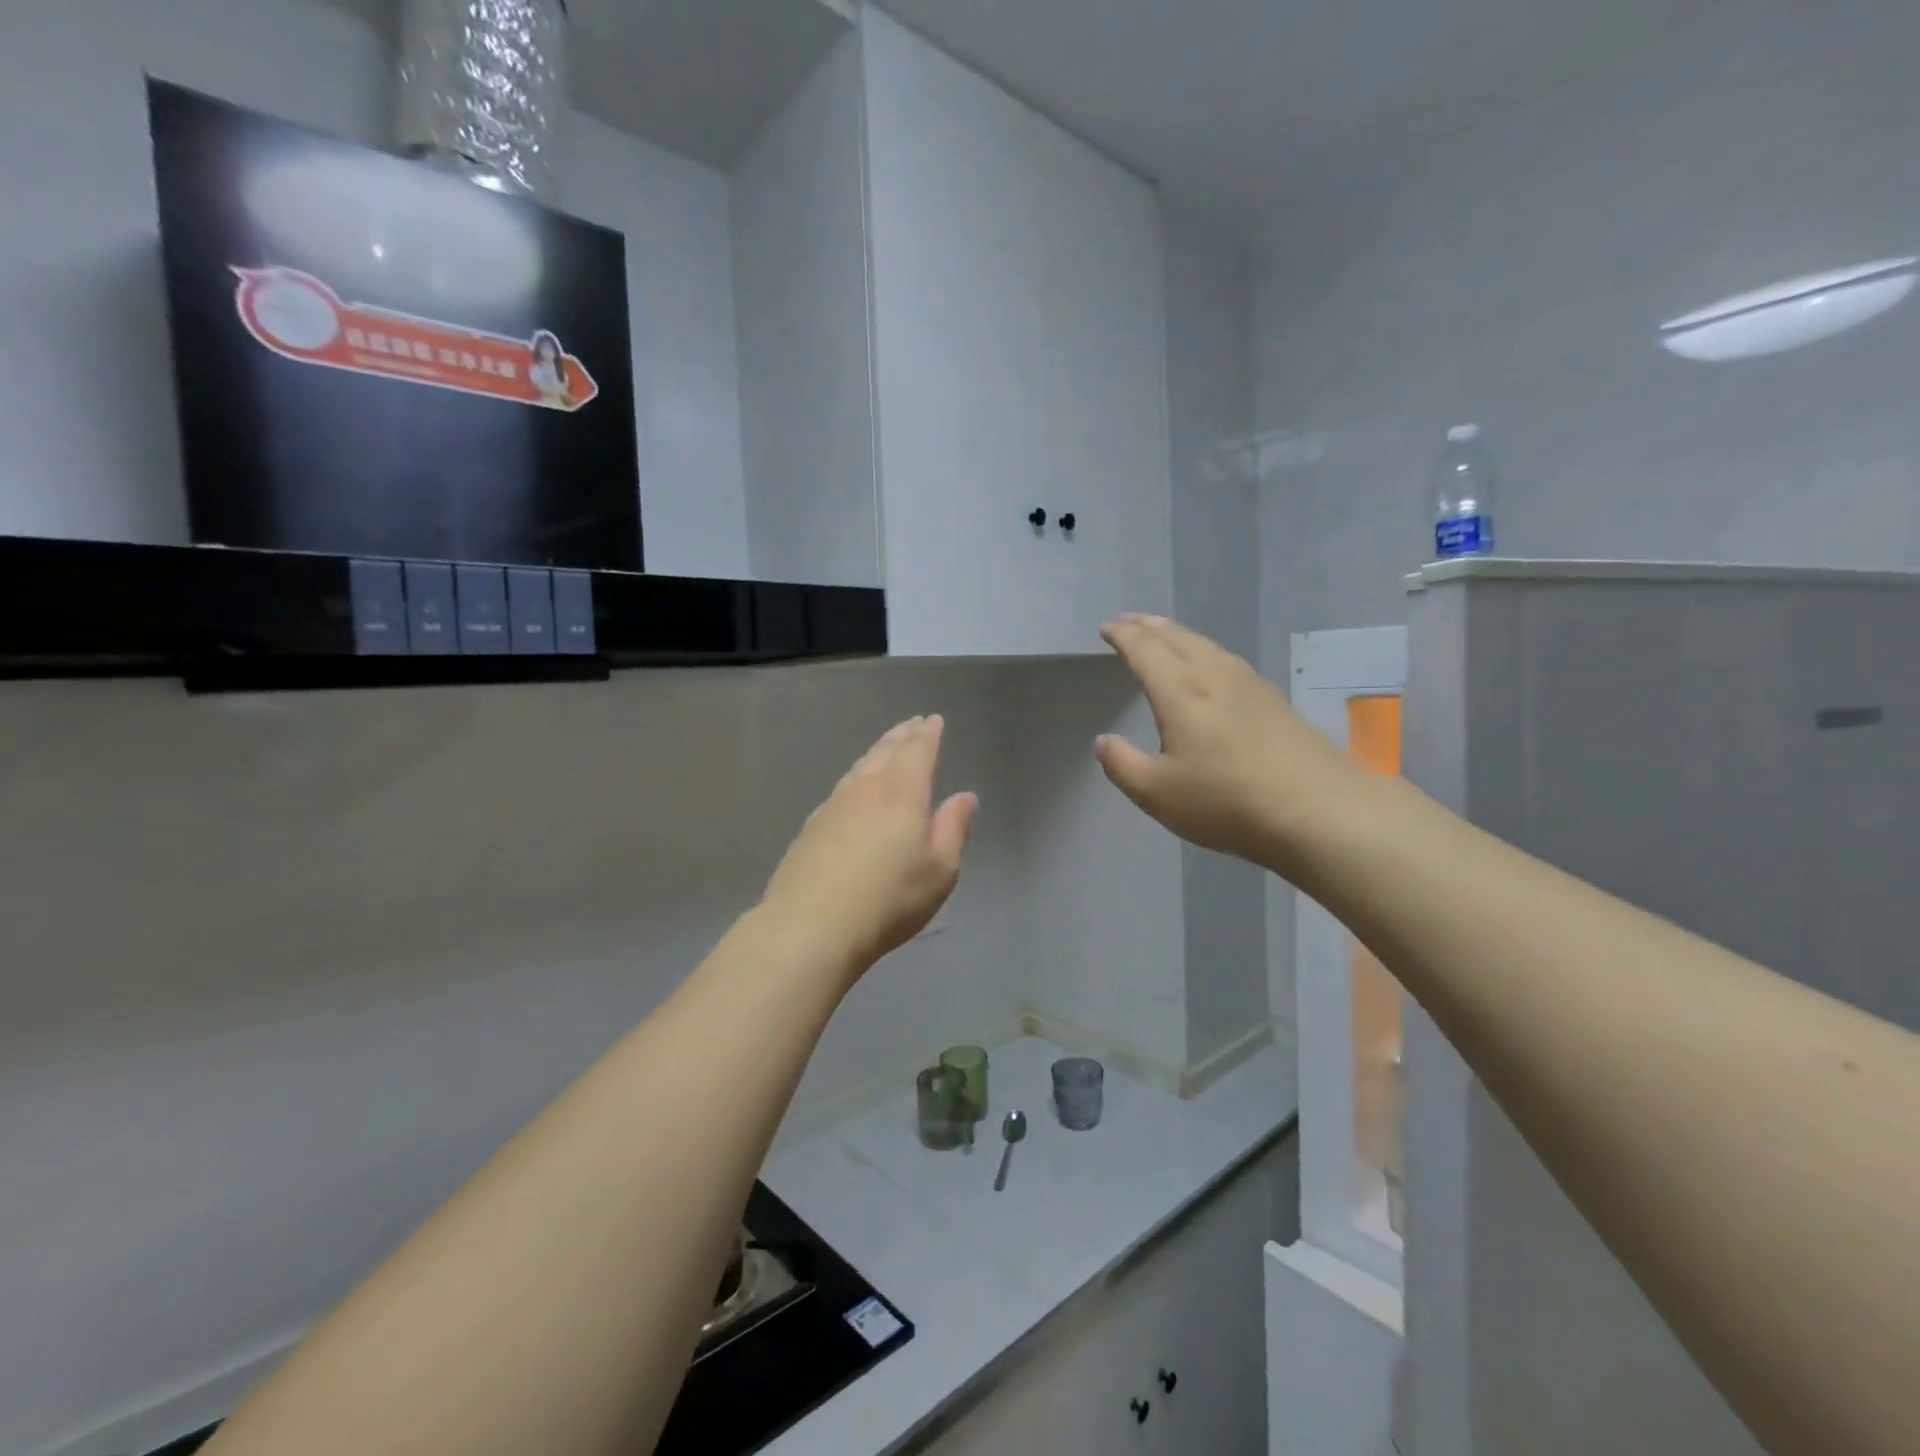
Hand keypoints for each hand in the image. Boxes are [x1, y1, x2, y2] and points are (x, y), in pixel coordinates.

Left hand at [762, 716, 977, 978]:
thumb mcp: (939, 869)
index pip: (917, 750)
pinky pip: (841, 788)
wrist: (811, 924)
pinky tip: (853, 790)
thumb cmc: (889, 898)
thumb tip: (965, 796)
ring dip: (876, 752)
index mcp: (901, 792)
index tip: (933, 720)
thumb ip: (953, 828)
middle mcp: (866, 788)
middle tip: (911, 724)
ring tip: (885, 748)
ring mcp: (833, 805)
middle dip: (901, 735)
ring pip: (860, 767)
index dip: (927, 734)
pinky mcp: (811, 827)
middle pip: (885, 751)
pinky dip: (856, 778)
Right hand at [1094, 615, 1360, 873]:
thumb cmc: (1226, 801)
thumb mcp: (1157, 793)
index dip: (1122, 635)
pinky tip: (1212, 667)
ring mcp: (1251, 685)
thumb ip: (1122, 765)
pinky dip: (1205, 652)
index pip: (1145, 650)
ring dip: (1179, 635)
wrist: (1317, 811)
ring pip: (1207, 645)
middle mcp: (1215, 676)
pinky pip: (1228, 660)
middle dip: (1149, 626)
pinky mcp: (1275, 700)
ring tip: (1165, 636)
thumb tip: (1104, 742)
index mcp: (1180, 692)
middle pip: (1177, 637)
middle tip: (1129, 622)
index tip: (1106, 628)